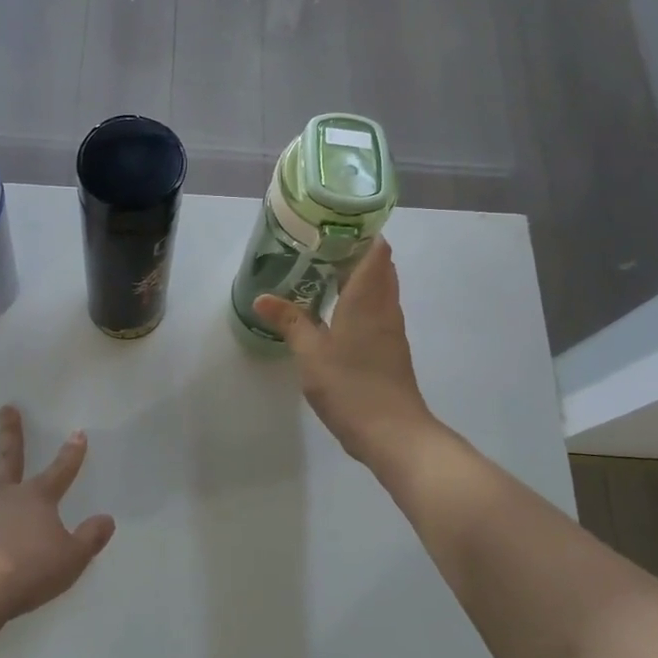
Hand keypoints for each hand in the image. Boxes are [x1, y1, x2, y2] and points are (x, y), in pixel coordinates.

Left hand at [0, 405, 115, 621]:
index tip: (77, 433)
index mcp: (35, 499)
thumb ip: (90, 538)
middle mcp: (3, 496)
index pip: (59, 471)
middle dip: (9, 433)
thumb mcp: (71, 557)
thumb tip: (107, 520)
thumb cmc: (29, 569)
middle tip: (5, 408)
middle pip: (8, 458)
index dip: (71, 454)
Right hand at [253, 239, 436, 467]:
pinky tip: (335, 311)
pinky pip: (378, 310)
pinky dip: (360, 301)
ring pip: (380, 289)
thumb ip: (290, 321)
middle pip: (380, 267)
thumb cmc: (351, 386)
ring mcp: (392, 329)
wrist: (394, 433)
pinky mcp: (391, 349)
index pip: (377, 250)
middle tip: (319, 247)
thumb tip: (262, 298)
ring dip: (358, 277)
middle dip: (355, 252)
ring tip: (322, 273)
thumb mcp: (310, 353)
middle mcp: (385, 307)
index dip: (362, 232)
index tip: (334, 224)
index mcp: (368, 298)